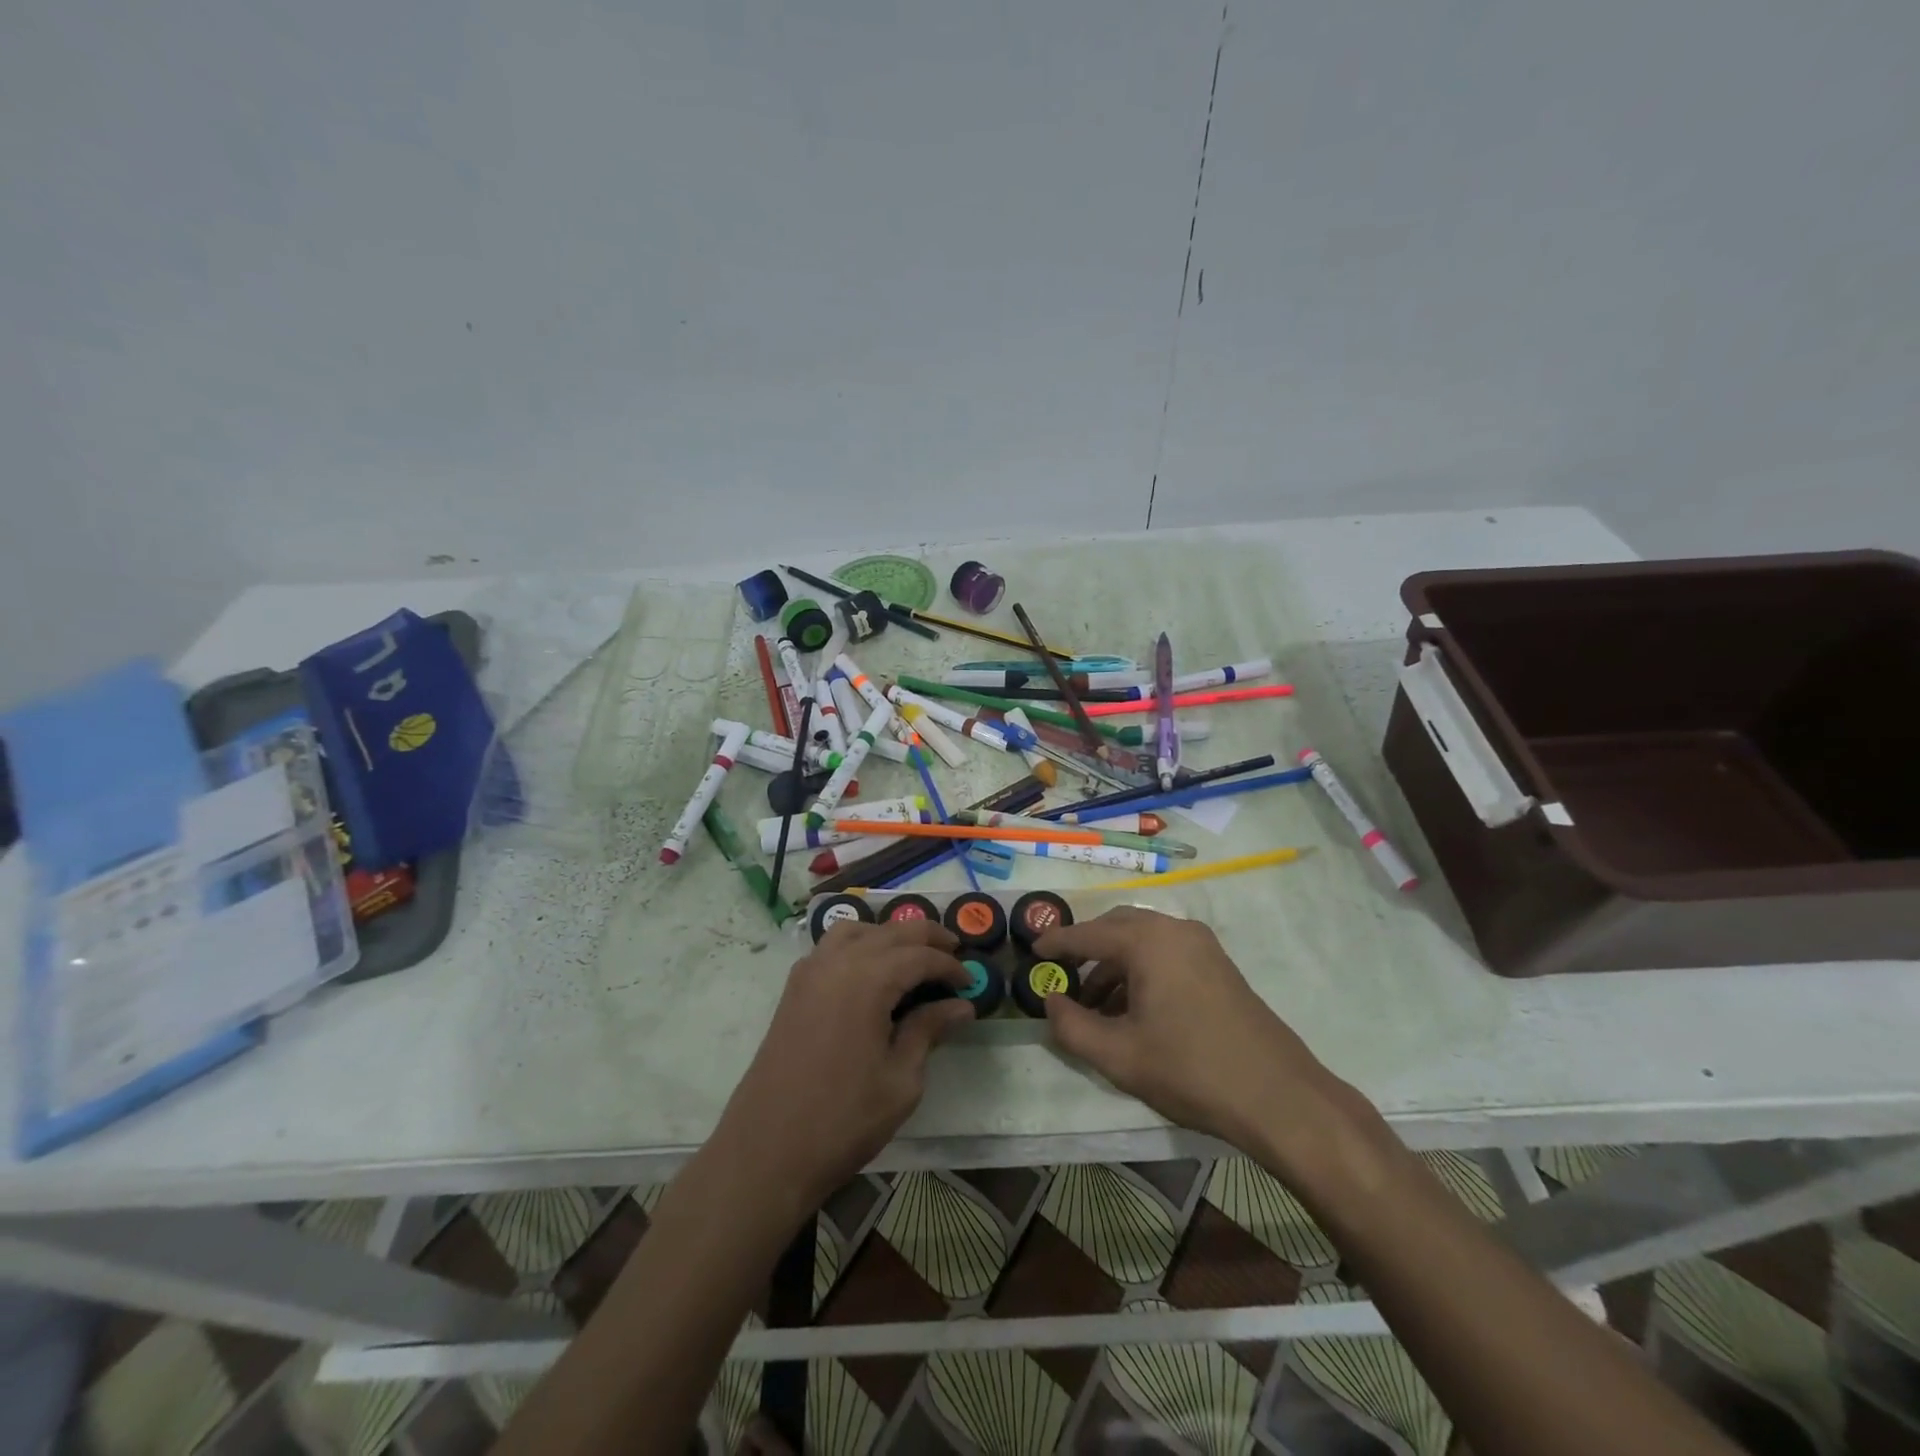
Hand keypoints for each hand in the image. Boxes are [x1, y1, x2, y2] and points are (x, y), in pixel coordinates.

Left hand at [713, 918, 972, 1209]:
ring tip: (914, 955)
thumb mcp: (900, 1080)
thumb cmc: (843, 1119)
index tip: (971, 985)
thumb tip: (960, 1006)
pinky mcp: (795, 988)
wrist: (767, 1150)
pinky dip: (859, 943)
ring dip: (890, 934)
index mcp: (868, 980)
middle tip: (955, 954)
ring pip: (858, 930)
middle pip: (891, 932)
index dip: (950, 966)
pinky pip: (832, 946)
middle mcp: (838, 962)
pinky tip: (872, 969)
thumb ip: (928, 1031)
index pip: (920, 956)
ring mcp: (810, 971)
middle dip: (927, 937)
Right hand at [1037, 907, 1333, 1154]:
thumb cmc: (1191, 1070)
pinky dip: (1141, 972)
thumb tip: (1050, 1001)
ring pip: (1144, 942)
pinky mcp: (1219, 967)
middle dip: (1087, 949)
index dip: (1057, 943)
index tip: (1033, 952)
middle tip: (1062, 975)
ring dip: (1115, 965)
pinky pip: (1166, 955)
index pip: (1088, 934)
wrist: (1279, 1097)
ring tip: (1094, 1007)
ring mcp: (1203, 947)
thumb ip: (1072, 1026)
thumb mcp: (1119, 1056)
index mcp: (1149, 941)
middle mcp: (1175, 930)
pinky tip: (1133, 1010)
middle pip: (1118, 927)